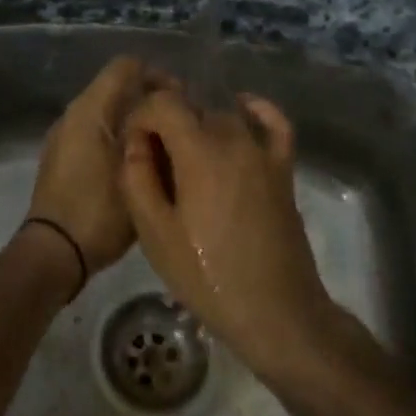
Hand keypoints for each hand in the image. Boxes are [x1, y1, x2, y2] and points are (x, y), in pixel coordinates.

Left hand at [27, 56, 165, 279]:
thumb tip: (169, 113)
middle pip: (117, 87)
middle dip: (149, 100)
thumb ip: (154, 134)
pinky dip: (118, 138)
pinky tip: (139, 165)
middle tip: (177, 127)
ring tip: (163, 147)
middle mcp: (73, 114)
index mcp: (90, 108)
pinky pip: (96, 133)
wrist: (54, 252)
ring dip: (135, 121)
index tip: (181, 102)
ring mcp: (64, 136)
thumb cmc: (99, 208)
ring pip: (107, 112)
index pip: (127, 66)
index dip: (157, 76)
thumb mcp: (136, 170)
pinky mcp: (62, 157)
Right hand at [119, 87, 338, 377]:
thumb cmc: (208, 277)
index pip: (163, 103)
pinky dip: (256, 110)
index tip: (132, 147)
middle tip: (152, 164)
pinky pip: (274, 124)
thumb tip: (135, 142)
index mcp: (199, 153)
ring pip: (224, 115)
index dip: (141, 117)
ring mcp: (263, 153)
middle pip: (192, 109)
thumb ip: (137, 178)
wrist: (276, 312)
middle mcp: (233, 139)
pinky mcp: (283, 169)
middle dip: (166, 124)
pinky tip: (241, 109)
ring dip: (199, 126)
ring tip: (184, 159)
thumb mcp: (155, 234)